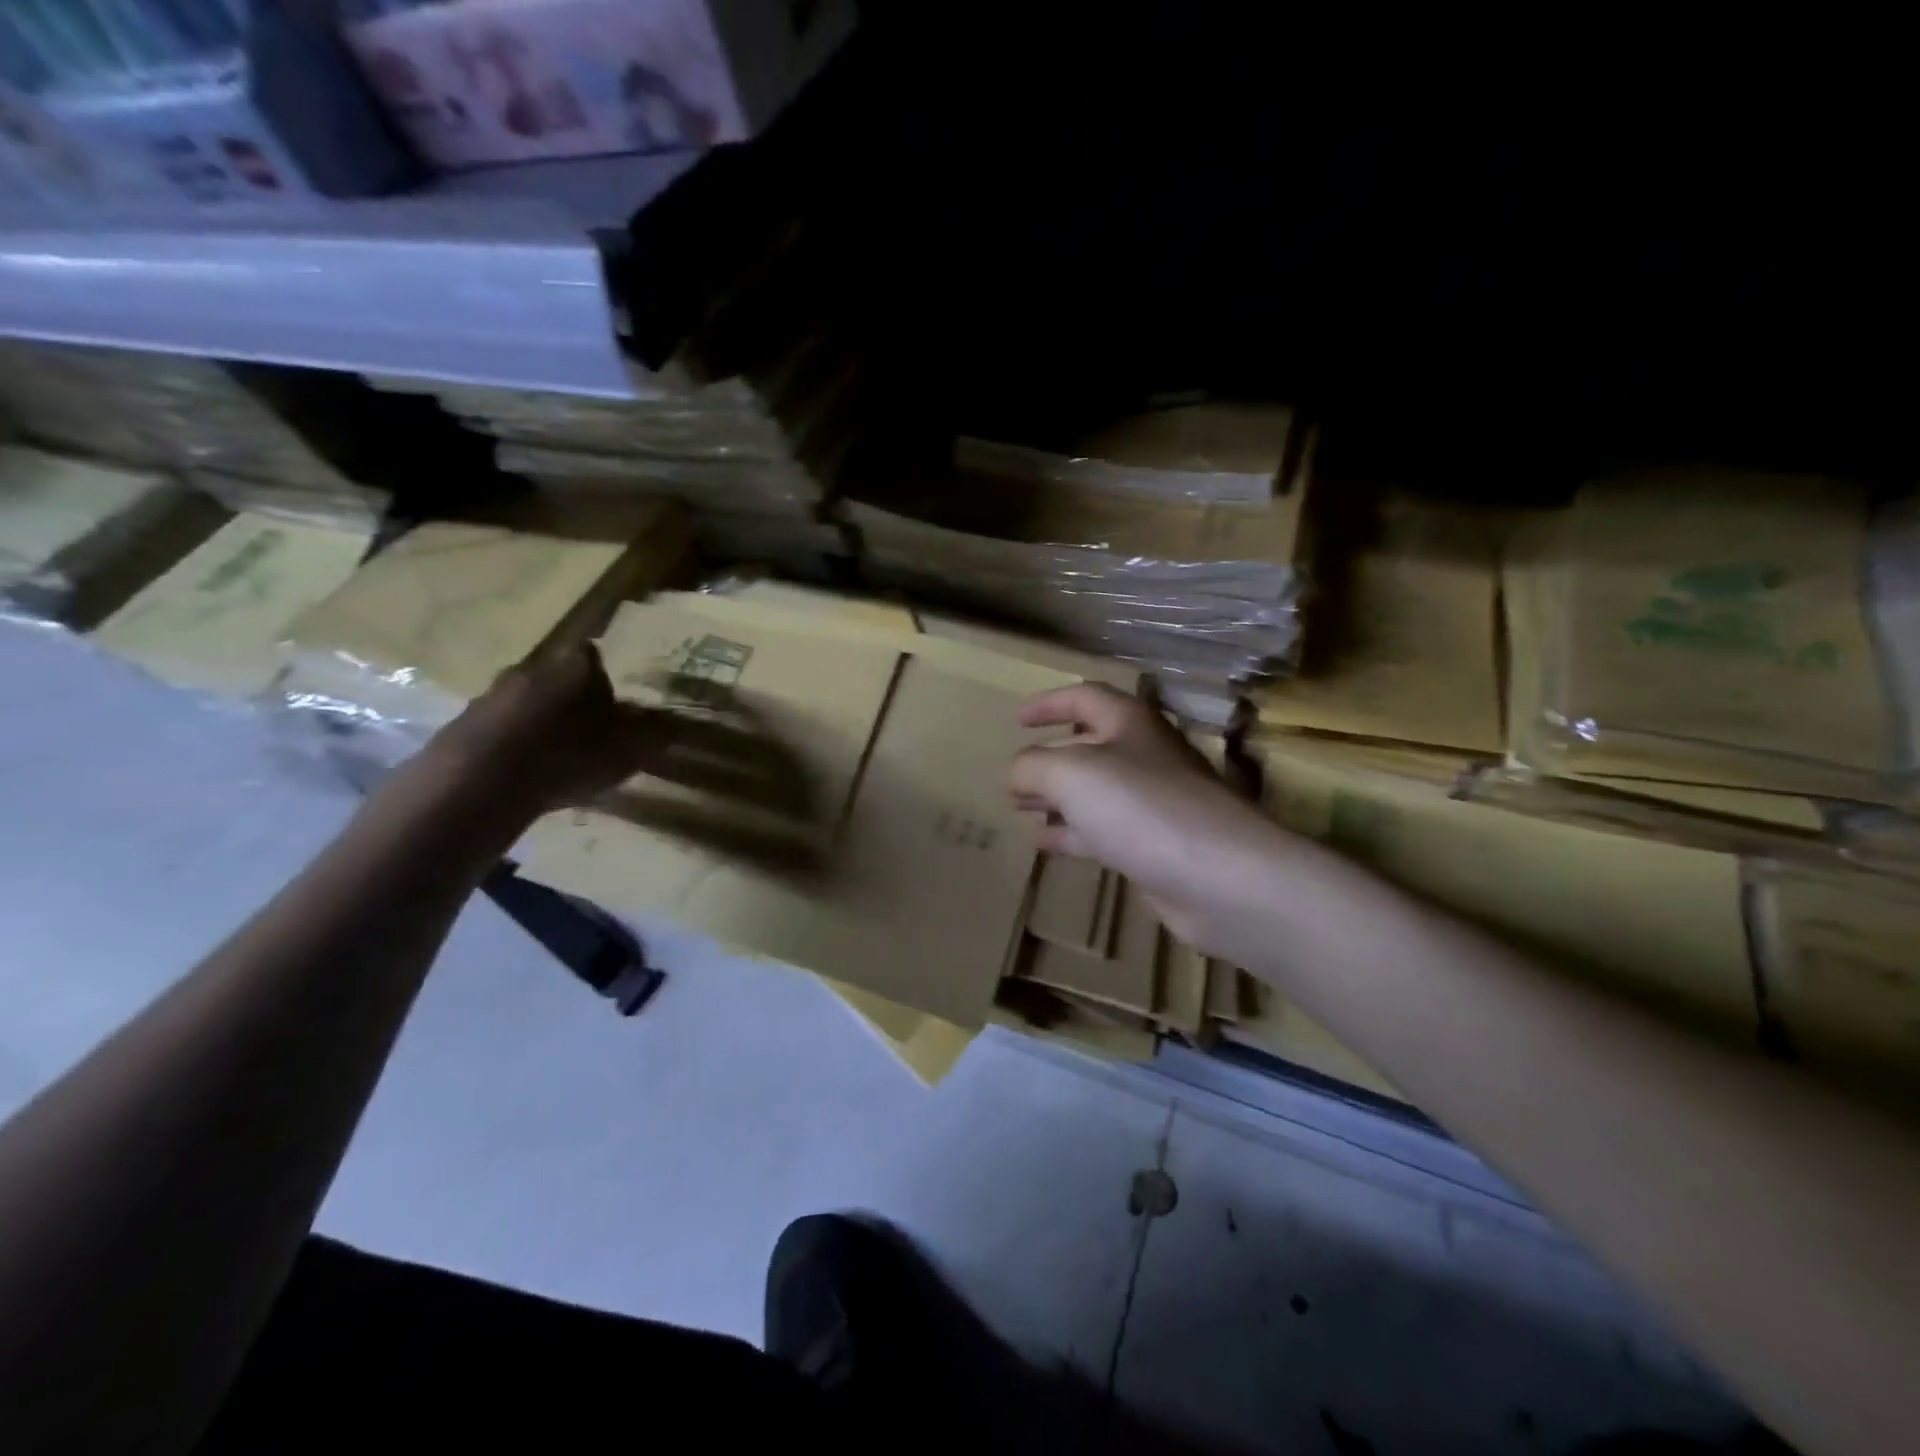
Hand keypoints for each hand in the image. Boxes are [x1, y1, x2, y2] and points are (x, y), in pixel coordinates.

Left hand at [423, 642, 680, 815]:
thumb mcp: (627, 750)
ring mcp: (489, 697)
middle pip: (556, 677)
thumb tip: (680, 723)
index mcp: (571, 667)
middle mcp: (528, 669)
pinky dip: (514, 745)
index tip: (616, 699)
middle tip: (591, 728)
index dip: (606, 676)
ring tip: (559, 755)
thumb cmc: (566, 756)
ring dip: (541, 722)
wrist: (478, 784)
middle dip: (572, 699)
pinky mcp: (461, 728)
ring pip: (525, 703)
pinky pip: (499, 730)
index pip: (593, 655)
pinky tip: (526, 773)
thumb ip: (655, 735)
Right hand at [1010, 684, 1299, 956]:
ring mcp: (1152, 803)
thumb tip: (1017, 772)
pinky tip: (1043, 844)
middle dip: (1047, 758)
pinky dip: (1069, 834)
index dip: (1048, 704)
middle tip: (1014, 776)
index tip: (1016, 720)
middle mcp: (1144, 756)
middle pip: (1088, 746)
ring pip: (1093, 792)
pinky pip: (1102, 831)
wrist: (1220, 878)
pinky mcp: (1155, 846)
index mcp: (1129, 723)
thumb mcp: (1071, 773)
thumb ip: (1032, 765)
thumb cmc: (1142, 806)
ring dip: (1055, 798)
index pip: (1084, 697)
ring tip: (1019, 808)